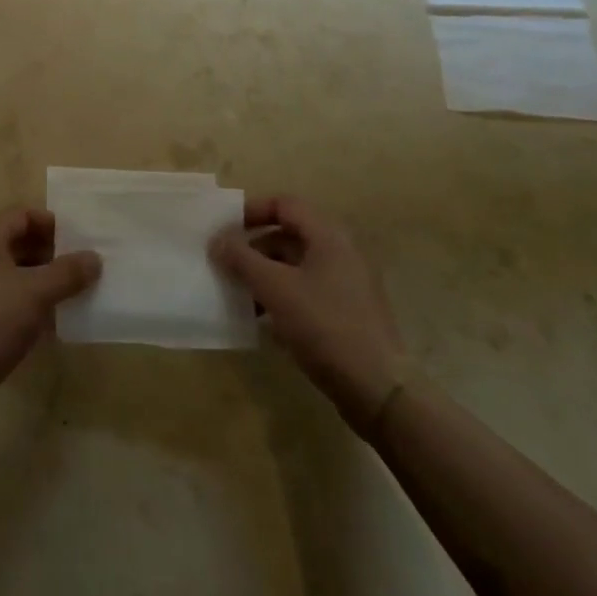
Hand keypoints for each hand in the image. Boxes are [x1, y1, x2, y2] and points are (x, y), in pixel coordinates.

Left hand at [0, 208, 101, 408]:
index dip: (52, 224)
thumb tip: (95, 257)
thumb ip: (68, 272)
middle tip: (78, 268)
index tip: (78, 241)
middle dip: (49, 252)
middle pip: (17, 241)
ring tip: (69, 294)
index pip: (22, 214)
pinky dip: (26, 300)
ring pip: (12, 271)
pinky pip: (4, 295)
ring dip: (40, 278)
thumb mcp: (37, 293)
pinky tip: (47, 320)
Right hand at [211, 196, 410, 426]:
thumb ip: (242, 259)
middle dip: (255, 248)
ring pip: (297, 266)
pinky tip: (265, 321)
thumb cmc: (326, 326)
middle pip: (290, 235)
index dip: (252, 211)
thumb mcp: (276, 289)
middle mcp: (341, 252)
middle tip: (227, 265)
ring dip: (266, 275)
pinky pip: (308, 291)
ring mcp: (348, 284)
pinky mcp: (348, 313)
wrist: (379, 390)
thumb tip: (217, 240)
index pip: (285, 204)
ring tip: (240, 296)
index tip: (225, 228)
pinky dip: (283, 296)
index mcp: (329, 236)